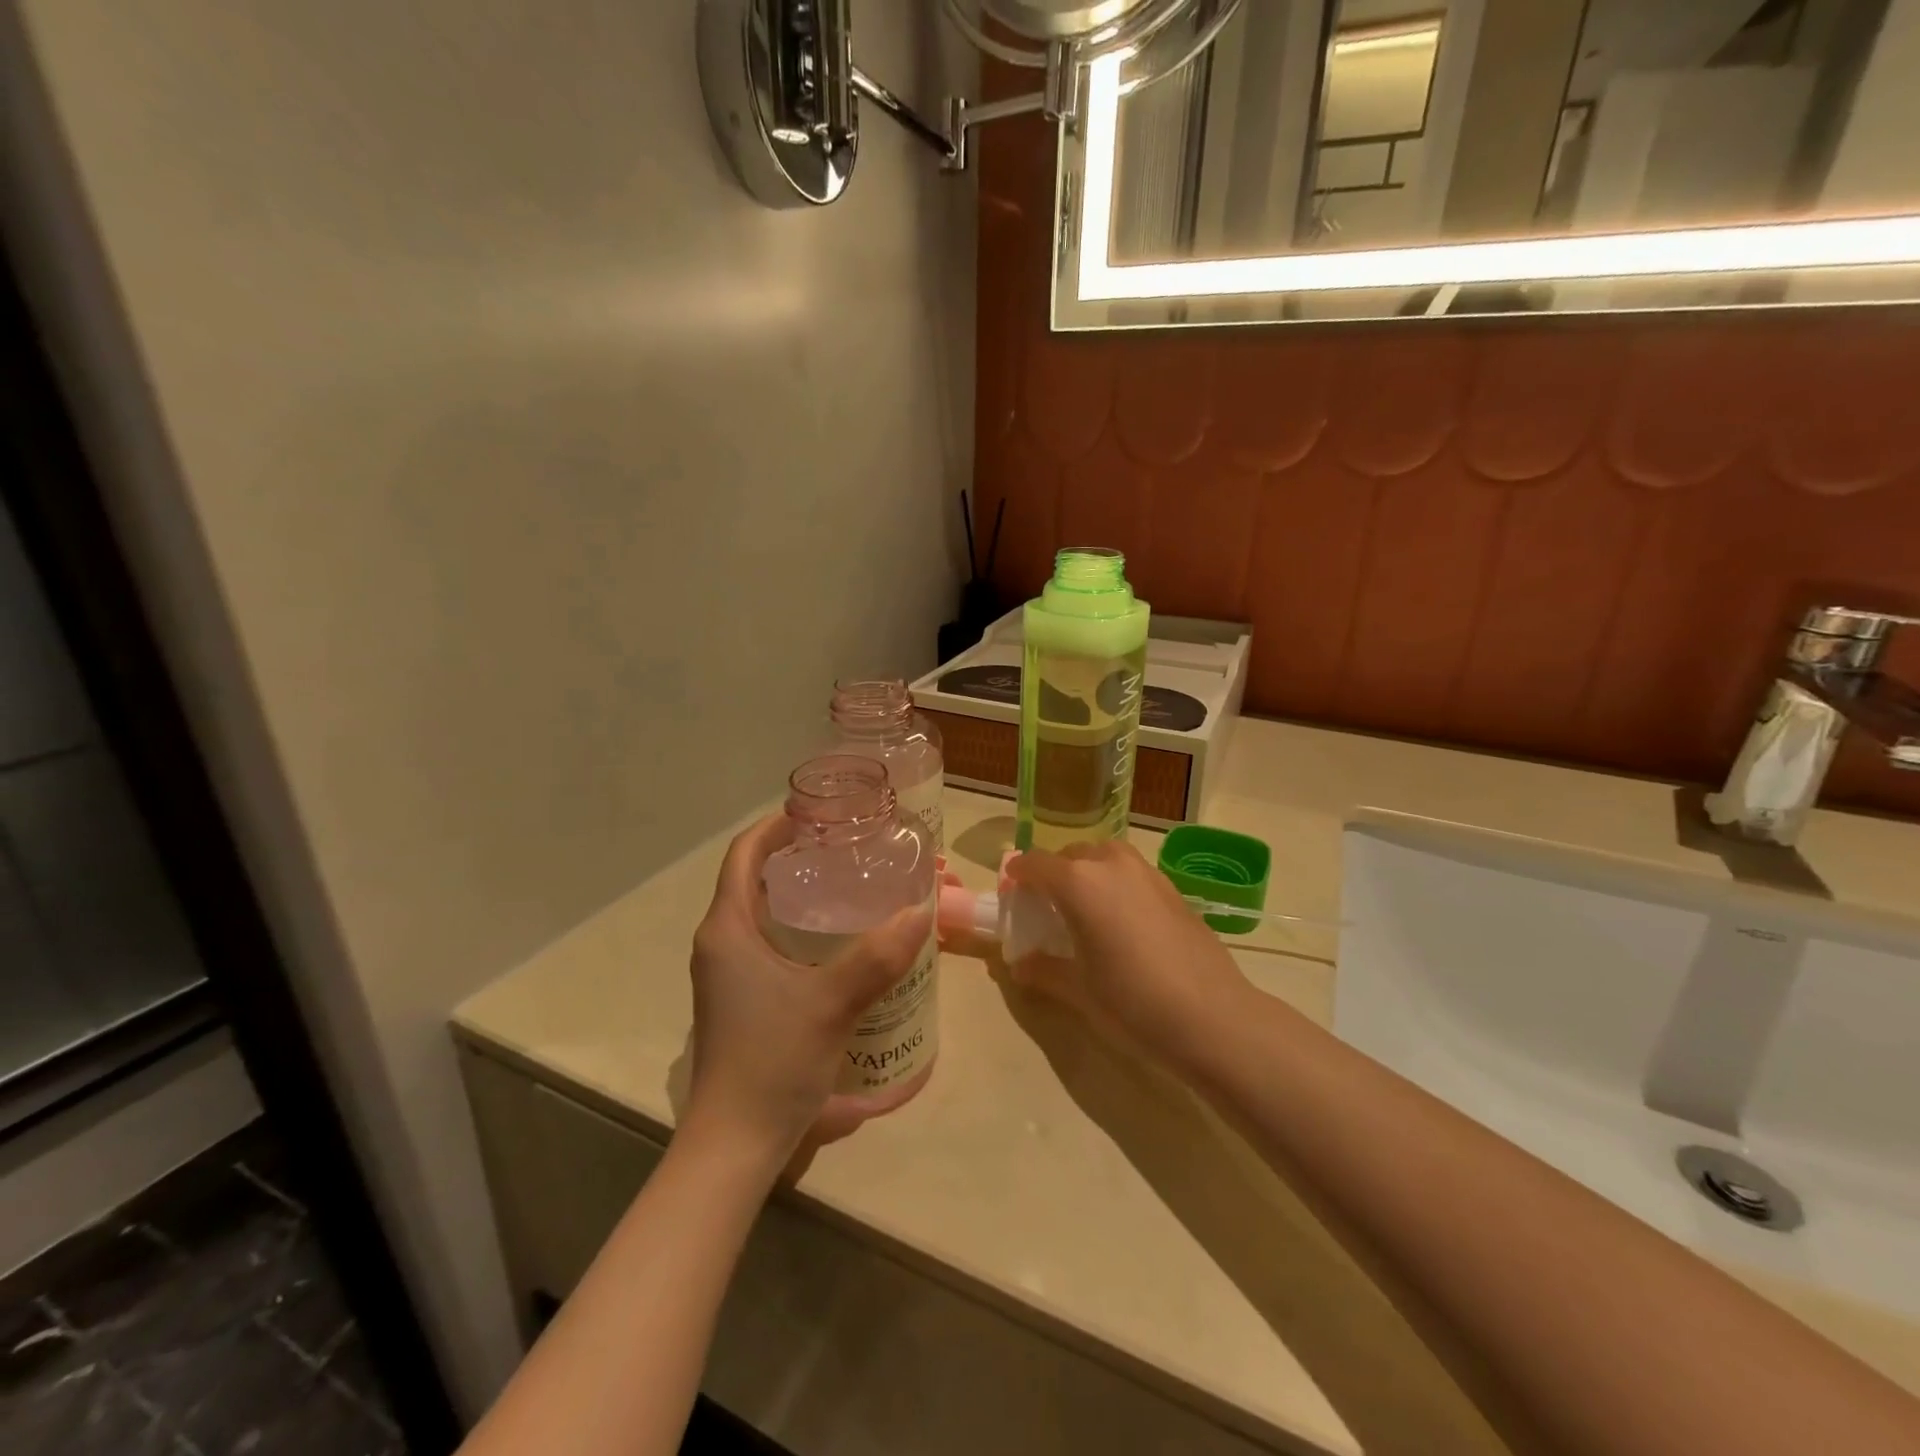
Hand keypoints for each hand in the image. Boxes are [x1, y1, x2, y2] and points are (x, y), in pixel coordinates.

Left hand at [686, 814, 932, 1164]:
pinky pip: (769, 945)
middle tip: (848, 848)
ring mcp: (727, 975)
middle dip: (796, 857)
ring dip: (800, 895)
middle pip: (754, 880)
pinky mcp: (741, 1000)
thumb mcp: (831, 1003)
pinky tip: (839, 944)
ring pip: (762, 914)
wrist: (734, 1145)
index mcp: (727, 929)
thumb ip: (878, 956)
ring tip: (850, 886)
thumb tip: (921, 910)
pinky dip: (800, 930)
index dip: (776, 826)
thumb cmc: (771, 1061)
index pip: (744, 855)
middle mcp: (720, 943)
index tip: (818, 812)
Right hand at [1004, 840, 1247, 1067]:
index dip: (1018, 876)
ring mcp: (1146, 872)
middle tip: (1046, 908)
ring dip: (1087, 873)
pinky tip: (1121, 922)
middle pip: (1070, 855)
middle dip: (1053, 874)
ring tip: (1084, 910)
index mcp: (1078, 882)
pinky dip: (1116, 884)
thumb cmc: (1132, 1002)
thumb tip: (1019, 965)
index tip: (1011, 894)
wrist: (1212, 1018)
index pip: (1034, 864)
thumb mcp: (1078, 990)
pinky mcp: (1173, 888)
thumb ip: (1043, 970)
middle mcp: (1110, 864)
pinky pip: (1131, 873)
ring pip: (1104, 857)